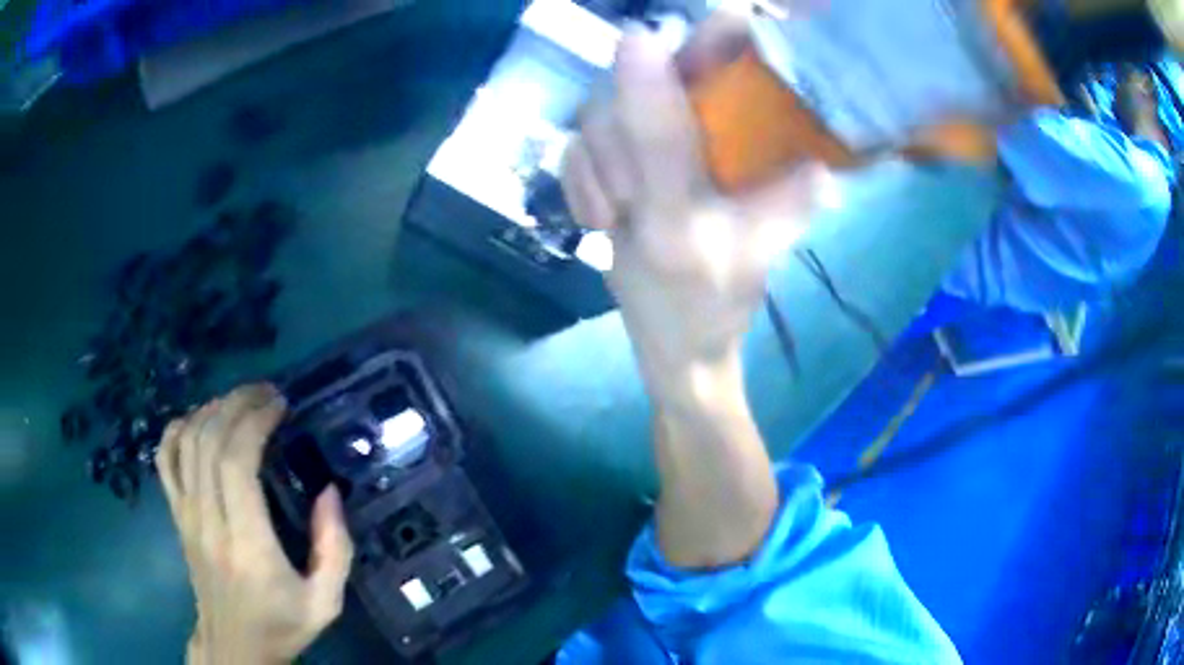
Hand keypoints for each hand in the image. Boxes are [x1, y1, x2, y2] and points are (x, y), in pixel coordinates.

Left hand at [156, 384, 353, 663]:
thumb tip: (329, 491)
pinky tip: (198, 421)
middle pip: (209, 441)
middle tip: (266, 394)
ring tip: (240, 403)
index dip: (255, 421)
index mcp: (247, 544)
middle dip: (237, 403)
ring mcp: (186, 516)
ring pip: (186, 442)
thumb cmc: (281, 624)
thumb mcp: (326, 601)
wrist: (234, 646)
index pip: (237, 462)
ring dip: (212, 410)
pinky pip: (165, 459)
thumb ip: (335, 548)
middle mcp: (208, 522)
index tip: (280, 405)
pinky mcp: (176, 515)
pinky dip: (177, 430)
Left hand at [562, 28, 819, 405]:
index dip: (647, 83)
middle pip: (608, 122)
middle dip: (629, 73)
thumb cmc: (724, 306)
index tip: (644, 34)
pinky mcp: (586, 217)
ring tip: (643, 79)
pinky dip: (588, 132)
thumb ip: (795, 205)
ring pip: (585, 137)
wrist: (675, 354)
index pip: (656, 140)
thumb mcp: (767, 255)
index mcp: (678, 222)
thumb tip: (825, 162)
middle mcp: (630, 212)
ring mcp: (601, 215)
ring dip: (611, 96)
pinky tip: (611, 128)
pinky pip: (572, 160)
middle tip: (659, 45)